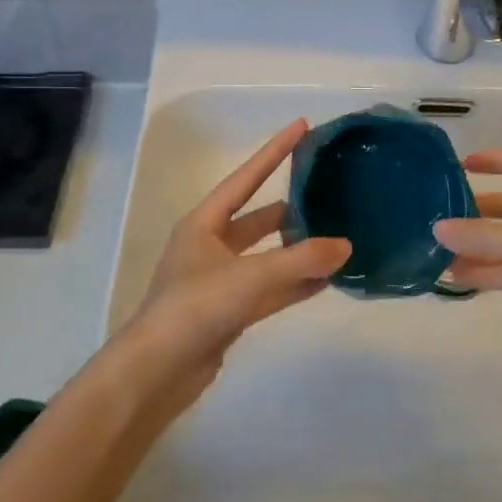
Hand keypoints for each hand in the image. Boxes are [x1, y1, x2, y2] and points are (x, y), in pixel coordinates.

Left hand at [118, 120, 349, 416]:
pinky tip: (325, 280)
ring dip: (298, 250)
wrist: (154, 375)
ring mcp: (219, 281)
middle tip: (330, 193)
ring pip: (268, 257)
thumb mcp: (250, 277)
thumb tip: (346, 246)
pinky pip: (269, 289)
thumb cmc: (194, 309)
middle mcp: (210, 246)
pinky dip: (294, 283)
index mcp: (204, 223)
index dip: (275, 150)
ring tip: (337, 237)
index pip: (247, 177)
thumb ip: (300, 260)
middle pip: (259, 218)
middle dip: (293, 207)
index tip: (302, 126)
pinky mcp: (229, 312)